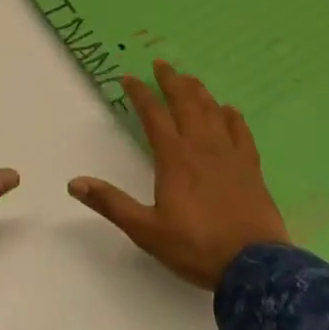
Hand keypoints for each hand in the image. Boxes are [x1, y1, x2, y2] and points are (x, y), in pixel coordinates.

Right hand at [69, 61, 288, 289]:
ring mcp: (229, 154)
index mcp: (174, 157)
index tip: (128, 77)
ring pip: (212, 111)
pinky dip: (232, 117)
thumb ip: (111, 203)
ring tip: (189, 78)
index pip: (153, 115)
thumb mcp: (146, 230)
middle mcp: (201, 146)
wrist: (254, 266)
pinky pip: (241, 132)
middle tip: (161, 64)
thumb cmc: (196, 247)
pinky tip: (228, 109)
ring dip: (198, 91)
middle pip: (185, 103)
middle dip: (171, 81)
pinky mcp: (251, 166)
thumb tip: (74, 183)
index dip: (140, 94)